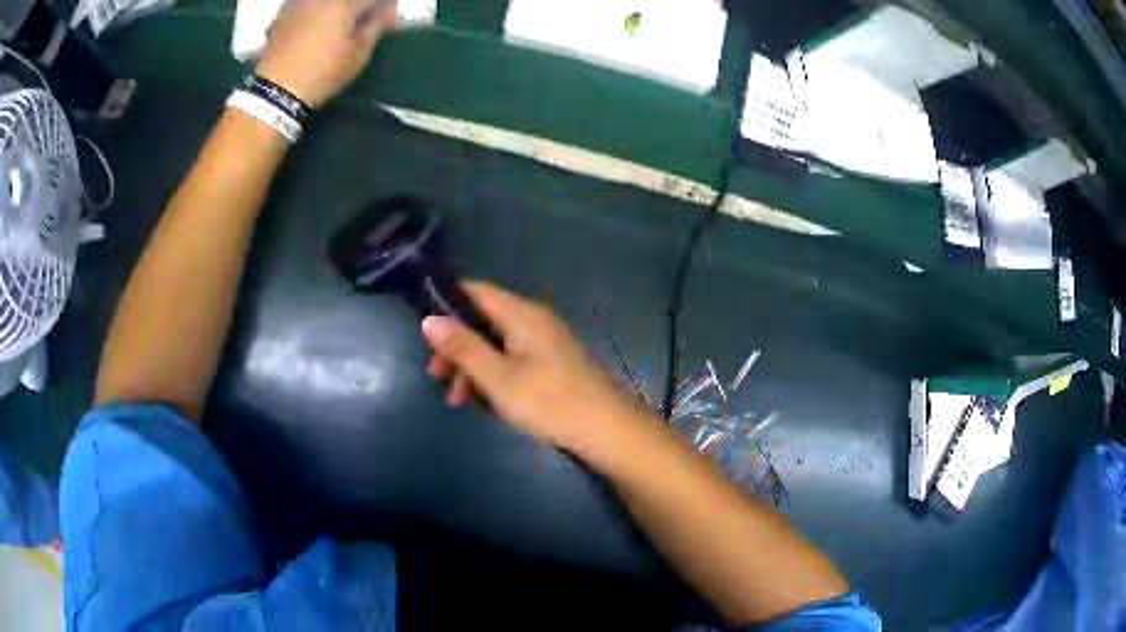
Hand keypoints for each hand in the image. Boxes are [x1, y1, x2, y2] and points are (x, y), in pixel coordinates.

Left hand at [256, 0, 397, 107]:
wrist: (275, 91)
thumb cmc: (322, 73)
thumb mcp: (358, 54)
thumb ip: (376, 26)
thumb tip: (388, 11)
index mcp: (344, 3)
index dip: (385, 7)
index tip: (388, 21)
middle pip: (347, 0)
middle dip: (360, 7)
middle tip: (364, 22)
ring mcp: (299, 4)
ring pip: (325, 3)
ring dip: (336, 9)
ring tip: (339, 24)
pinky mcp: (282, 15)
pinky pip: (304, 5)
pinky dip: (314, 11)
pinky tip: (315, 24)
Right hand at [422, 282, 654, 467]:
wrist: (606, 430)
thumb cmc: (549, 402)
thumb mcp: (497, 378)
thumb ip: (462, 347)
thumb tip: (429, 319)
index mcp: (521, 314)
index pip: (474, 290)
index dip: (445, 303)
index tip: (424, 331)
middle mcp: (533, 319)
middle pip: (482, 320)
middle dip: (456, 347)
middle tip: (437, 375)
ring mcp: (544, 341)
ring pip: (495, 344)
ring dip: (472, 367)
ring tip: (457, 399)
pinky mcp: (551, 362)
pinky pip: (512, 359)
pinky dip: (493, 375)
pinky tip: (483, 403)